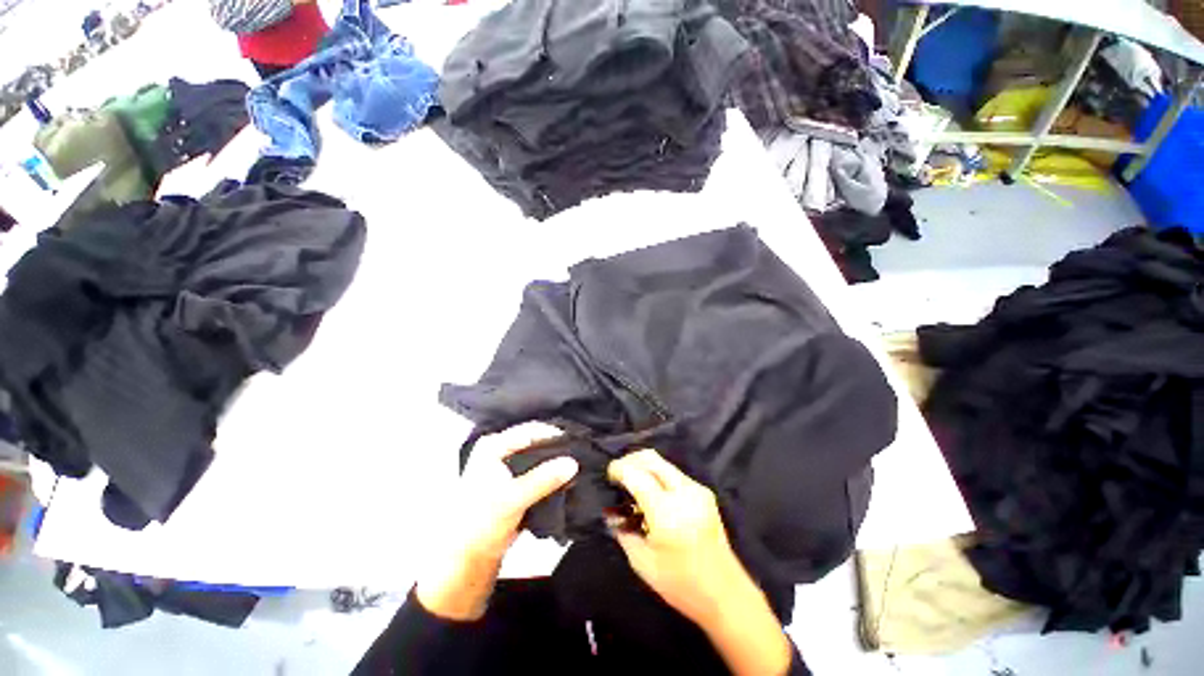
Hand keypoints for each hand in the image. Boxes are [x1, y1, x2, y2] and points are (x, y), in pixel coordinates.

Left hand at [416, 423, 577, 620]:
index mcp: (494, 446)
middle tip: (581, 452)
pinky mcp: (517, 479)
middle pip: (536, 441)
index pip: (530, 431)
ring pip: (540, 455)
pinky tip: (568, 477)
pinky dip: (552, 473)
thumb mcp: (513, 499)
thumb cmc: (481, 522)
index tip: (578, 442)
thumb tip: (572, 463)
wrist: (469, 556)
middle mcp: (502, 449)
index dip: (554, 435)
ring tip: (579, 464)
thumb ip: (543, 479)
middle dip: (557, 448)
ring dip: (556, 461)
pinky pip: (539, 469)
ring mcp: (509, 464)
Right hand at [608, 450, 792, 675]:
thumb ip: (624, 533)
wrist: (726, 594)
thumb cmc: (682, 584)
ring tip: (633, 483)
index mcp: (667, 512)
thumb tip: (611, 513)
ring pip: (664, 463)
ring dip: (645, 467)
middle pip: (652, 459)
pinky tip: (652, 493)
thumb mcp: (643, 564)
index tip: (609, 474)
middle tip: (619, 474)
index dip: (619, 469)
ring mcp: (697, 490)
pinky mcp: (704, 493)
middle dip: (631, 460)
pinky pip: (674, 474)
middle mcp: (684, 493)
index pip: (637, 475)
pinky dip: (658, 476)